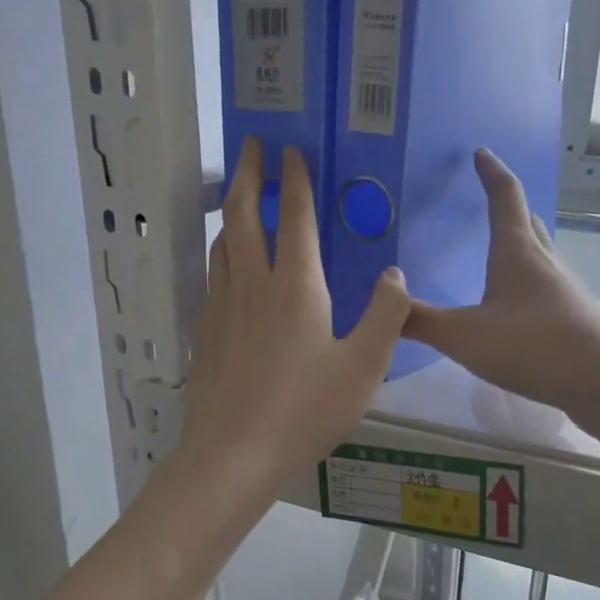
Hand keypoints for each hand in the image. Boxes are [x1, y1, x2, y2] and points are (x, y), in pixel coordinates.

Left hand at [181, 138, 410, 489]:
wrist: (233, 454)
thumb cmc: (305, 410)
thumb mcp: (363, 367)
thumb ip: (385, 315)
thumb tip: (395, 273)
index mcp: (296, 286)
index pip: (294, 216)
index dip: (294, 179)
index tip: (292, 149)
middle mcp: (252, 284)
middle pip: (242, 214)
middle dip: (248, 173)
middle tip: (252, 145)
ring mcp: (221, 307)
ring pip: (221, 243)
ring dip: (230, 212)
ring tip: (237, 198)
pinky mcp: (204, 333)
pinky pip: (212, 276)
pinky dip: (221, 253)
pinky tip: (227, 268)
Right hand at [405, 149, 599, 414]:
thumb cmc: (531, 347)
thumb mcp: (464, 336)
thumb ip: (420, 321)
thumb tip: (385, 302)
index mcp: (517, 252)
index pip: (505, 197)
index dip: (491, 172)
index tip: (481, 153)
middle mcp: (545, 261)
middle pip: (528, 222)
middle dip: (509, 206)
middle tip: (491, 200)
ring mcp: (565, 289)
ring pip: (540, 254)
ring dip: (522, 244)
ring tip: (502, 250)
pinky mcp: (574, 317)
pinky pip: (546, 286)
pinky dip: (529, 281)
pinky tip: (518, 306)